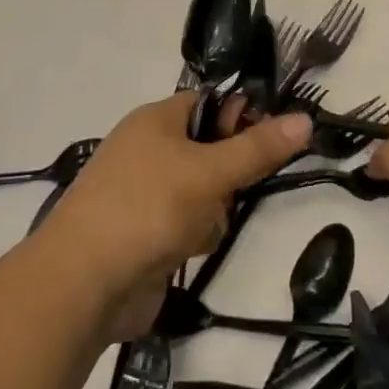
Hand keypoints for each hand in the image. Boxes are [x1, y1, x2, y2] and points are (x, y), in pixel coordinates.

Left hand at [35, 94, 311, 340]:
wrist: (83, 286)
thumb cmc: (147, 208)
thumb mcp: (210, 172)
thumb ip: (259, 148)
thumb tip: (305, 118)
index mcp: (156, 120)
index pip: (212, 103)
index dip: (243, 116)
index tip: (273, 139)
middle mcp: (149, 150)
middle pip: (211, 149)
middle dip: (229, 173)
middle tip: (235, 188)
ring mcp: (145, 194)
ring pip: (204, 190)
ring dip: (214, 210)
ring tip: (204, 226)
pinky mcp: (145, 233)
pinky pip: (188, 223)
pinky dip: (195, 236)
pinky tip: (188, 250)